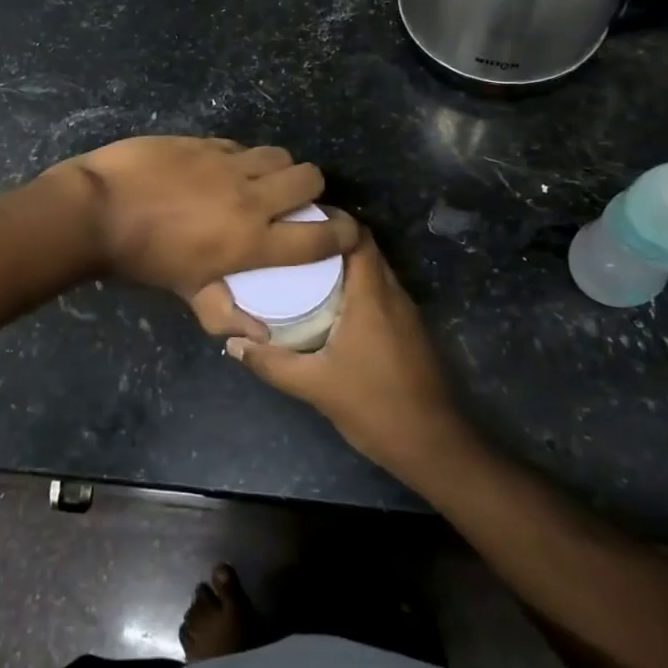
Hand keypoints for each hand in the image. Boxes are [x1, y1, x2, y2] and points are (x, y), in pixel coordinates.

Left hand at [50, 137, 357, 295]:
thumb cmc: (141, 259)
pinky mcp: (203, 141)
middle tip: (294, 199)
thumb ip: (224, 312)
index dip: (343, 233)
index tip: (346, 231)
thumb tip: (259, 336)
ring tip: (259, 179)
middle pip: (309, 178)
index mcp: (252, 240)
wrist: (97, 210)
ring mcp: (227, 163)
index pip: (319, 237)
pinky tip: (220, 168)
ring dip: (277, 167)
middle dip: (311, 188)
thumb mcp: (185, 291)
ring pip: (277, 154)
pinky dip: (240, 157)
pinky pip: (238, 145)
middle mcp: (251, 197)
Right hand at [208, 232, 472, 478]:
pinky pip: (379, 293)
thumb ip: (272, 363)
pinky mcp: (409, 332)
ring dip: (343, 266)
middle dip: (330, 242)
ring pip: (373, 272)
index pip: (358, 237)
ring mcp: (406, 314)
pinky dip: (355, 288)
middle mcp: (393, 295)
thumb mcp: (315, 386)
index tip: (298, 220)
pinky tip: (328, 305)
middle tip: (290, 245)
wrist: (435, 447)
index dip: (332, 221)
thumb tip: (233, 344)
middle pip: (365, 250)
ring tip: (301, 270)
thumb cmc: (376, 407)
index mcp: (372, 296)